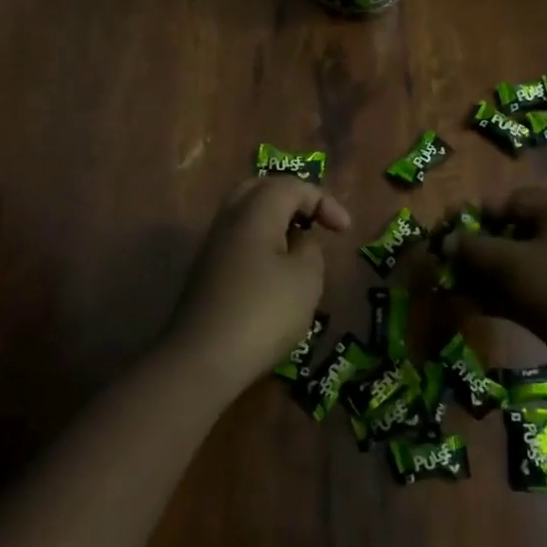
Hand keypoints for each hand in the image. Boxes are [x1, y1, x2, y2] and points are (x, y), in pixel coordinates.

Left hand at [163, 176, 351, 392]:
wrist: (202, 360)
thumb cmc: (263, 314)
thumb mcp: (305, 279)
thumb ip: (309, 249)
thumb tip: (298, 241)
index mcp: (254, 212)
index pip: (291, 186)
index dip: (323, 201)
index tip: (344, 230)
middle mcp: (229, 220)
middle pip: (261, 189)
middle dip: (293, 199)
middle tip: (316, 221)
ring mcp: (213, 246)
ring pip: (246, 213)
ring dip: (276, 221)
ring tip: (299, 245)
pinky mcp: (207, 271)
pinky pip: (239, 239)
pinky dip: (262, 241)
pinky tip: (276, 270)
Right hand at [444, 187, 546, 361]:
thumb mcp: (511, 264)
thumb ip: (474, 249)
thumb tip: (447, 241)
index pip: (511, 201)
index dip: (477, 217)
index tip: (449, 236)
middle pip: (514, 233)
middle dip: (479, 251)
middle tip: (449, 267)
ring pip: (520, 264)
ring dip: (487, 276)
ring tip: (455, 290)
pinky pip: (530, 288)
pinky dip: (504, 295)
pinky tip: (474, 308)